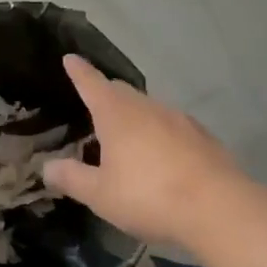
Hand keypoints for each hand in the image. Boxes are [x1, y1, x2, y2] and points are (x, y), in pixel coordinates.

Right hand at [41, 54, 243, 250]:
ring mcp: (179, 120)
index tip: (70, 58)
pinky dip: (160, 134)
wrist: (218, 208)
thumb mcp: (100, 194)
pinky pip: (172, 127)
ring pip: (149, 109)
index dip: (79, 72)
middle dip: (106, 94)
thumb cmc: (148, 196)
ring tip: (126, 137)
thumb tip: (47, 166)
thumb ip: (71, 178)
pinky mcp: (203, 137)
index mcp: (117, 114)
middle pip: (122, 92)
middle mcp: (148, 108)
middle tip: (94, 105)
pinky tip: (161, 156)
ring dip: (134, 116)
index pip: (92, 84)